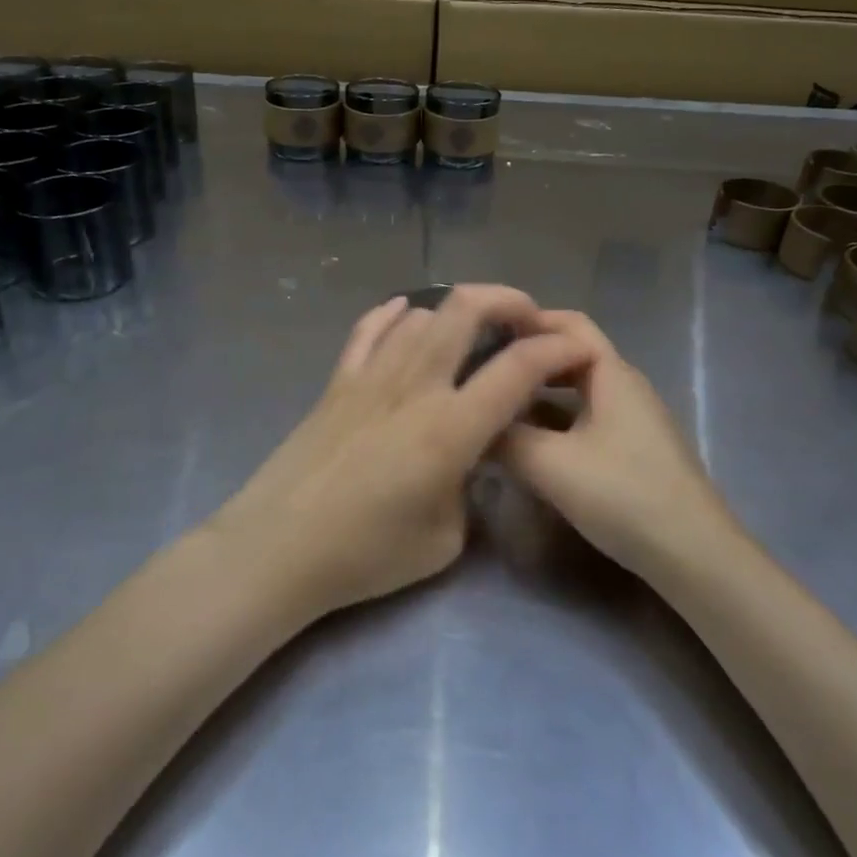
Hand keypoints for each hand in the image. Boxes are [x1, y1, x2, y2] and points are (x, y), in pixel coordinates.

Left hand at [213, 285, 595, 616]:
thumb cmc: (365, 555)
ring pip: (420, 314)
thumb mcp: (444, 539)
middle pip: (465, 309)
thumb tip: (468, 458)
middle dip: (508, 301)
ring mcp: (370, 376)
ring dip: (456, 311)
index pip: (517, 368)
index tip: (578, 349)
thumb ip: (469, 487)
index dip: (557, 348)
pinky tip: (406, 312)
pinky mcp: (337, 381)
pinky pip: (368, 328)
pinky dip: (394, 313)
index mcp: (450, 428)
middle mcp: (414, 386)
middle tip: (528, 320)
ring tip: (473, 330)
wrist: (279, 548)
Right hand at [497, 311, 737, 578]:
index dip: (527, 321)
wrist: (694, 556)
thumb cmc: (623, 495)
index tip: (483, 334)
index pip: (568, 324)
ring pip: (578, 391)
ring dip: (538, 392)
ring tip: (497, 404)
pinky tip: (529, 444)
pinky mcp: (633, 450)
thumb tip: (473, 421)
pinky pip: (586, 418)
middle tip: (484, 369)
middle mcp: (625, 387)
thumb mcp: (550, 465)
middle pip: (572, 356)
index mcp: (612, 374)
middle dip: (529, 357)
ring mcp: (633, 420)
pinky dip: (554, 420)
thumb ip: (504, 437)